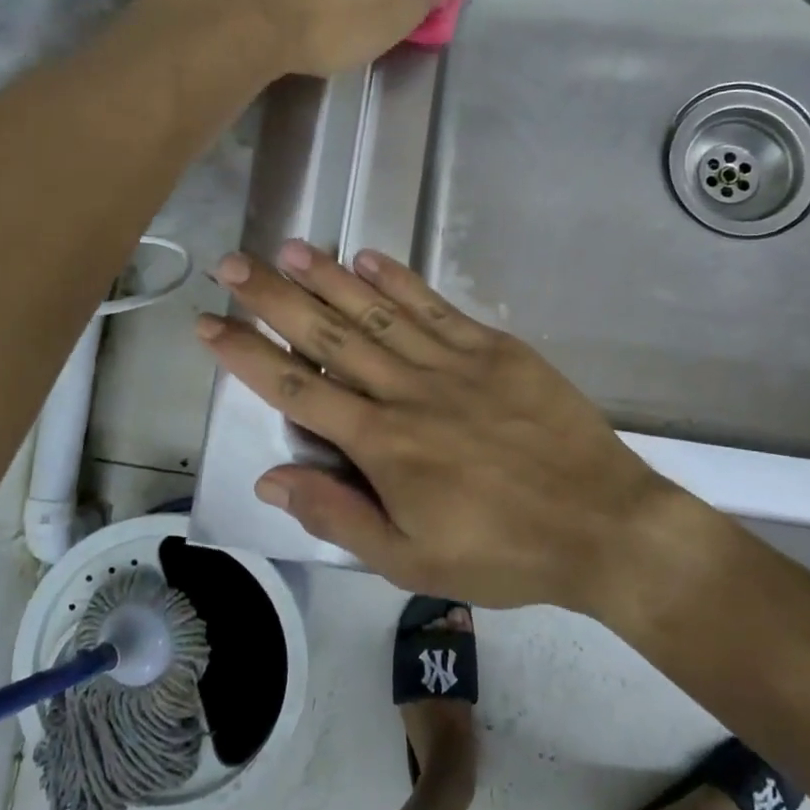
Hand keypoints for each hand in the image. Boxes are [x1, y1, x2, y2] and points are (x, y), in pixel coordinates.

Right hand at [195, 241, 699, 612]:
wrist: (601, 525)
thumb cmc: (503, 553)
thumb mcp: (412, 561)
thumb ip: (338, 516)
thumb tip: (270, 481)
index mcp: (383, 445)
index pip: (297, 391)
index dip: (247, 356)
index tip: (209, 325)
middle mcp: (409, 392)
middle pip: (329, 337)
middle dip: (276, 299)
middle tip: (235, 264)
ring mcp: (455, 364)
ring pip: (379, 313)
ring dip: (330, 278)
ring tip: (290, 248)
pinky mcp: (496, 350)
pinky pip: (438, 308)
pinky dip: (402, 281)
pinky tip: (370, 258)